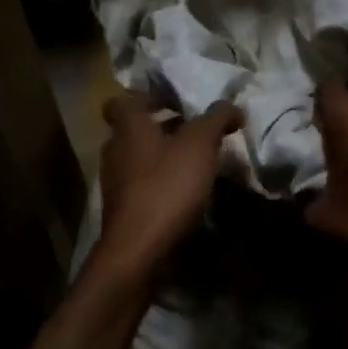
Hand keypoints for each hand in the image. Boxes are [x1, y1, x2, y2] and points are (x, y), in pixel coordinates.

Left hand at [93, 90, 242, 277]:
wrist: (139, 251)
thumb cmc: (167, 187)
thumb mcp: (200, 145)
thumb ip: (216, 119)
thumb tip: (231, 105)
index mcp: (128, 128)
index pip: (122, 101)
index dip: (146, 97)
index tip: (174, 101)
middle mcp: (115, 151)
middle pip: (136, 131)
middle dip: (164, 128)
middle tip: (196, 130)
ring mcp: (116, 184)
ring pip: (141, 159)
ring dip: (166, 158)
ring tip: (199, 162)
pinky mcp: (125, 211)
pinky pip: (145, 187)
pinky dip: (164, 184)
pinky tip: (190, 193)